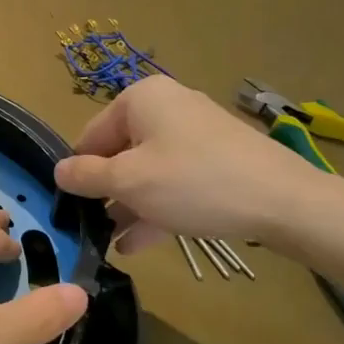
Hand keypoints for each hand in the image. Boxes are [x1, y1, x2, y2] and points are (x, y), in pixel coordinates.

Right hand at [54, 76, 343, 263]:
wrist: (285, 202)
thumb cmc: (194, 182)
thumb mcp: (129, 182)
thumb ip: (86, 176)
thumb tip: (58, 171)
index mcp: (141, 99)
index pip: (91, 135)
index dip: (78, 172)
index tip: (69, 208)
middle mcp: (167, 107)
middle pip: (121, 153)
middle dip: (106, 193)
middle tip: (92, 230)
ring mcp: (196, 133)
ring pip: (148, 170)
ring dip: (129, 206)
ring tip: (112, 244)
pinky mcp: (218, 159)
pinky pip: (175, 180)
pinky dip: (157, 206)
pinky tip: (140, 243)